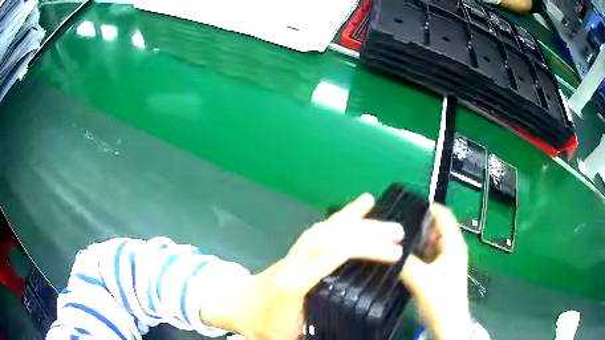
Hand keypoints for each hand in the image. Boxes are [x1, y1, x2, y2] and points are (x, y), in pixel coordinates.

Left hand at [201, 193, 404, 339]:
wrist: (238, 305)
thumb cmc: (263, 323)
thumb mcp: (287, 338)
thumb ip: (315, 336)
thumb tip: (352, 335)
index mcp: (292, 284)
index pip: (327, 259)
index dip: (361, 252)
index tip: (393, 254)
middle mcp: (295, 262)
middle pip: (331, 238)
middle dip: (366, 233)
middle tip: (398, 234)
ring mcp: (296, 253)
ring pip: (326, 229)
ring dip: (356, 220)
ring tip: (384, 216)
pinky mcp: (300, 250)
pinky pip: (322, 229)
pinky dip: (343, 217)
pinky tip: (360, 209)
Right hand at [400, 204, 470, 339]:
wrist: (448, 322)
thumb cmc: (440, 298)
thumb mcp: (421, 278)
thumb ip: (405, 261)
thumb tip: (388, 246)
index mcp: (453, 243)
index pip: (443, 215)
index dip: (428, 207)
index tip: (406, 206)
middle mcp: (451, 247)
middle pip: (435, 227)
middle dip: (418, 224)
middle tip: (394, 224)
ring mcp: (445, 260)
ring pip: (430, 242)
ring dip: (416, 239)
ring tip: (394, 238)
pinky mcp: (439, 271)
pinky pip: (427, 255)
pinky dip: (416, 252)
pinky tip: (401, 255)